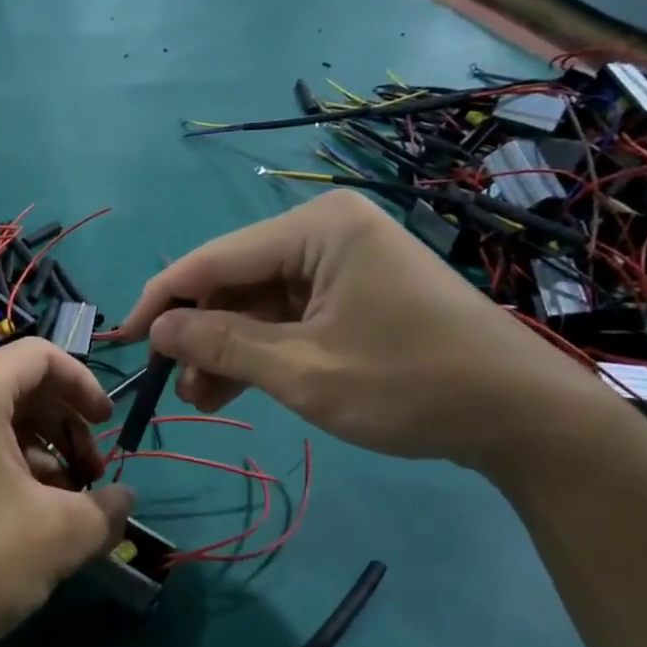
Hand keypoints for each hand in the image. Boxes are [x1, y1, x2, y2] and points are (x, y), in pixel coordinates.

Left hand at [0, 339, 132, 646]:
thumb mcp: (60, 534)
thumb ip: (106, 507)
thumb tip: (124, 501)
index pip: (40, 355)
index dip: (84, 384)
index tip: (107, 426)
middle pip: (18, 386)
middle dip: (65, 425)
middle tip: (92, 476)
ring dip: (40, 451)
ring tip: (64, 505)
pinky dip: (5, 465)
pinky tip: (26, 516)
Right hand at [114, 191, 622, 474]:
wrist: (524, 418)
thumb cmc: (411, 385)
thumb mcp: (303, 371)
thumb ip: (222, 343)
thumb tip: (155, 328)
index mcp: (315, 228)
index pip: (213, 259)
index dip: (161, 300)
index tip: (122, 341)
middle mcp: (325, 230)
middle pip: (235, 279)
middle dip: (199, 333)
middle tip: (173, 386)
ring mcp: (343, 260)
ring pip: (259, 302)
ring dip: (227, 347)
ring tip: (201, 399)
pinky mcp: (354, 290)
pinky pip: (289, 314)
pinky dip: (261, 349)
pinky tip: (234, 387)